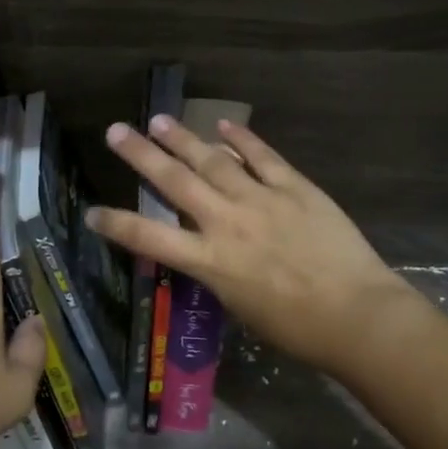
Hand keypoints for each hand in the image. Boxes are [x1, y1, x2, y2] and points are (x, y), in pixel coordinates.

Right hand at [87, 117, 413, 379]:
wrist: (356, 315)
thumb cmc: (297, 328)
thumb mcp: (240, 305)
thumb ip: (218, 270)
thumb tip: (207, 246)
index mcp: (210, 262)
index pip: (148, 238)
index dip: (116, 224)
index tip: (91, 211)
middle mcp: (226, 223)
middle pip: (174, 182)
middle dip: (141, 155)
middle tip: (116, 131)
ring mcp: (261, 200)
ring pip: (213, 161)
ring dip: (183, 139)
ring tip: (159, 120)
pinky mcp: (294, 187)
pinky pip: (263, 157)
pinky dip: (242, 139)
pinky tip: (224, 125)